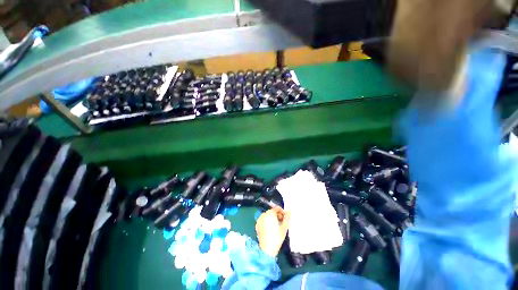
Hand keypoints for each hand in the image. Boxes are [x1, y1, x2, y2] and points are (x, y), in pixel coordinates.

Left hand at [255, 207, 289, 256]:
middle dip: (277, 216)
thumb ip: (287, 217)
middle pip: (272, 211)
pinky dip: (267, 222)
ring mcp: (259, 219)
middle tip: (282, 223)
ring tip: (276, 226)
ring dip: (272, 219)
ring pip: (268, 216)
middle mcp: (264, 214)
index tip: (285, 218)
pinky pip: (264, 220)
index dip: (282, 212)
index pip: (277, 208)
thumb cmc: (277, 237)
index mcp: (270, 213)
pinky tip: (271, 229)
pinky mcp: (257, 225)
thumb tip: (289, 211)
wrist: (267, 249)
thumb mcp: (284, 227)